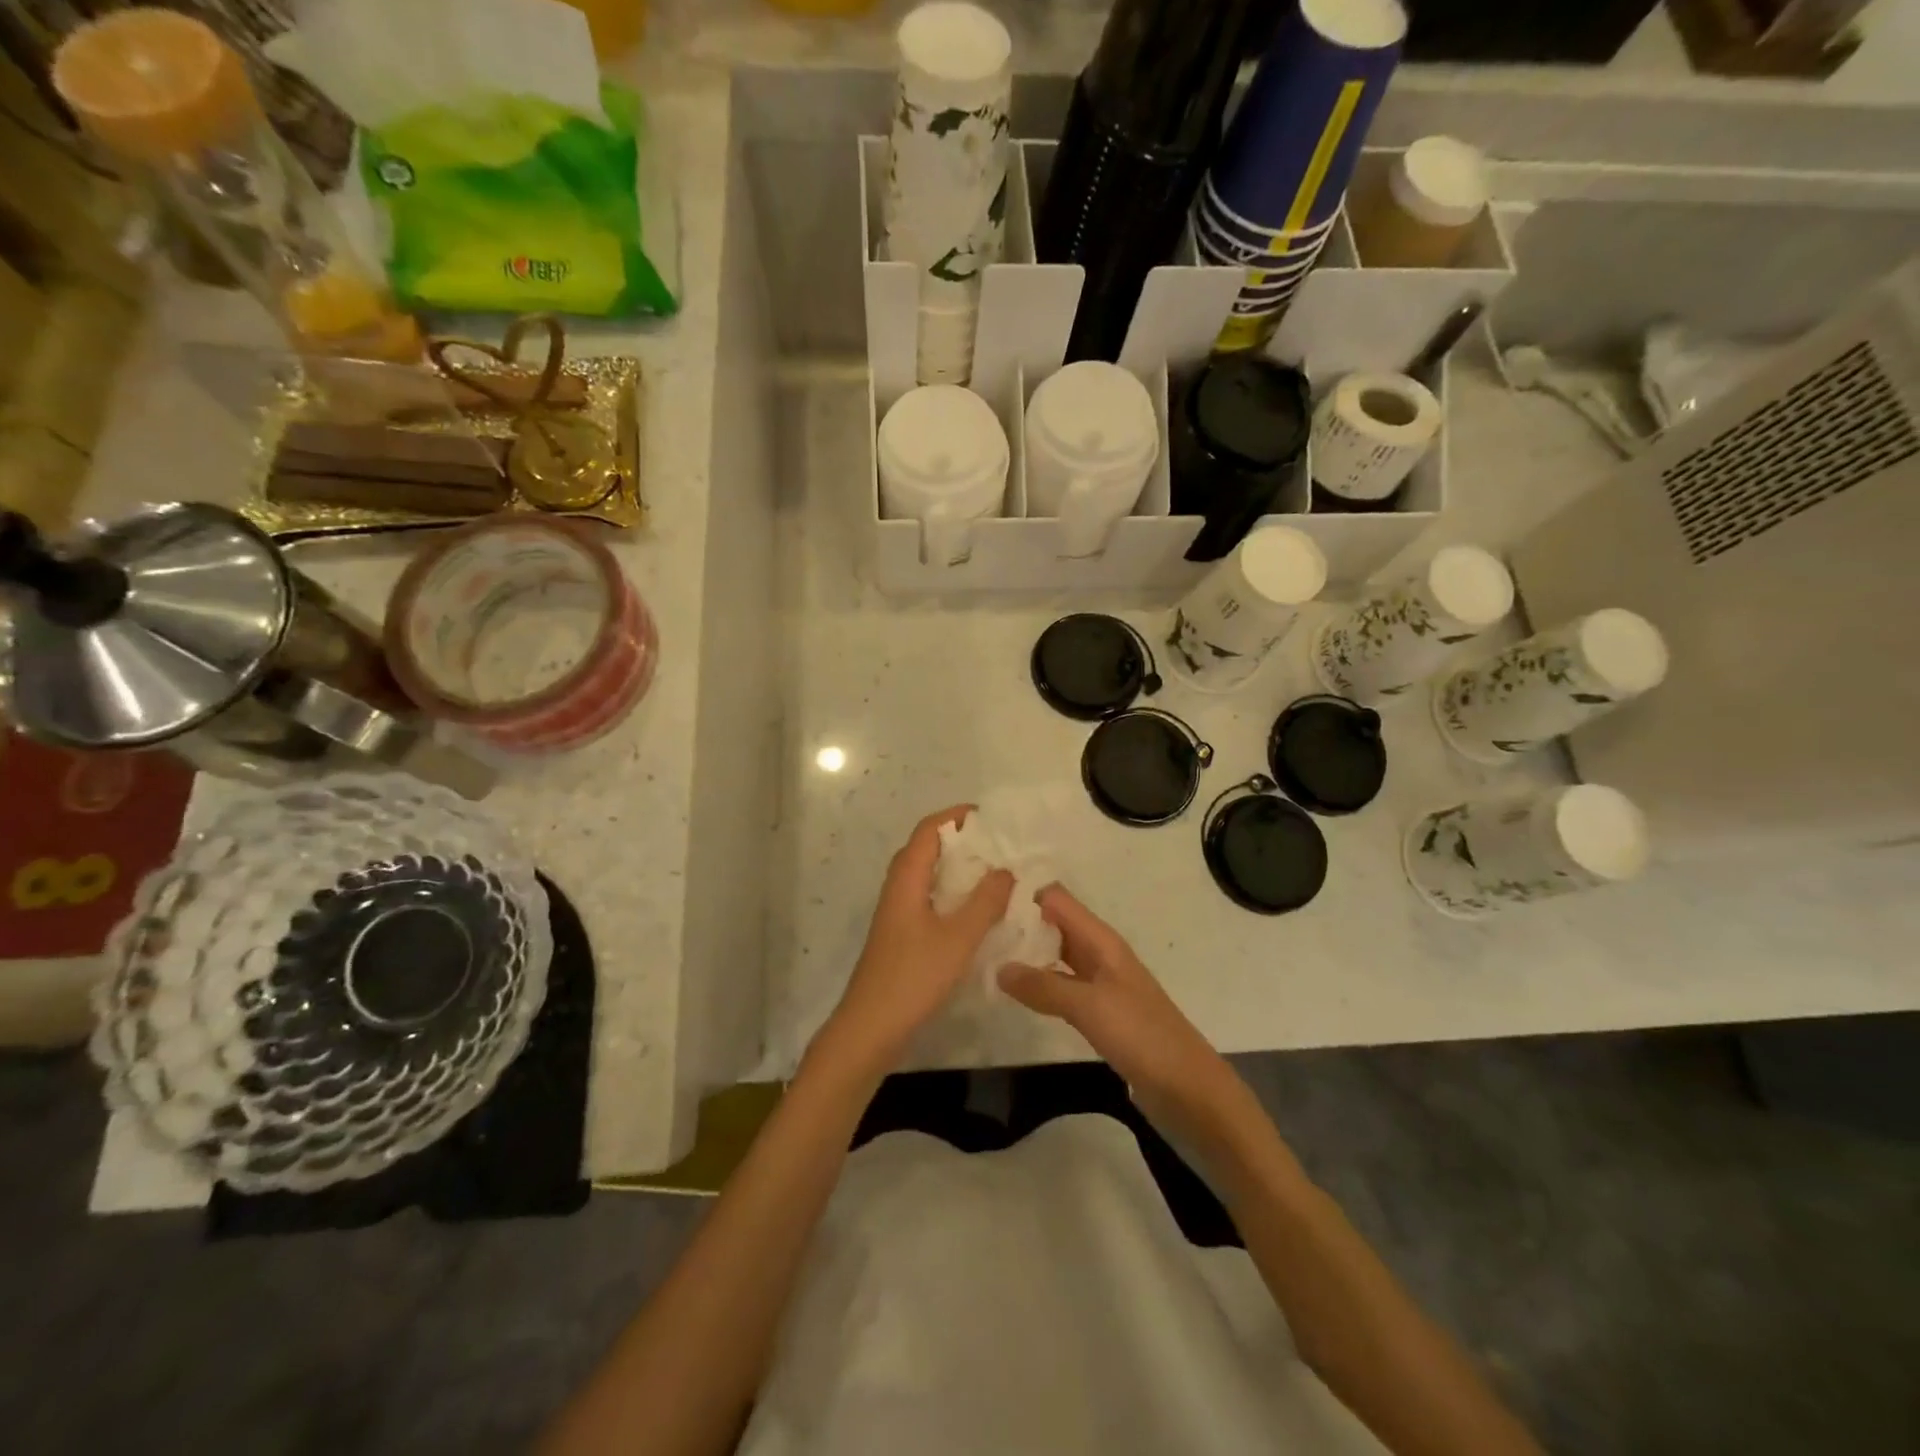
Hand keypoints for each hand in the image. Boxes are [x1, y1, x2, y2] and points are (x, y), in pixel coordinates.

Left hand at [814, 806, 1013, 1082]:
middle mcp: (898, 889)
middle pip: (926, 849)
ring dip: (957, 869)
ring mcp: (897, 913)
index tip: (989, 817)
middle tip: (998, 846)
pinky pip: (928, 899)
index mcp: (906, 879)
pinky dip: (952, 895)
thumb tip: (1006, 870)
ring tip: (994, 874)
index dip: (956, 817)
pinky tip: (976, 913)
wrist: (870, 1028)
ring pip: (927, 877)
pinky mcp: (901, 936)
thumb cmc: (913, 977)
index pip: (928, 830)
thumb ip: (985, 902)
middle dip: (960, 841)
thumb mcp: (958, 938)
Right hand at [999, 886, 1241, 1136]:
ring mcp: (1100, 984)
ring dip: (1027, 954)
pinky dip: (1039, 983)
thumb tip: (998, 967)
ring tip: (985, 957)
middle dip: (1020, 923)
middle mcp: (1099, 954)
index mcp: (1101, 941)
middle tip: (975, 931)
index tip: (983, 900)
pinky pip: (1062, 985)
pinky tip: (1015, 994)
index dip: (1024, 894)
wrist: (1188, 1089)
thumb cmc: (1142, 1036)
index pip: (1056, 899)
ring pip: (1056, 955)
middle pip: (1054, 924)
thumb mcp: (1089, 1006)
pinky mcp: (1099, 1012)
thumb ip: (1044, 985)